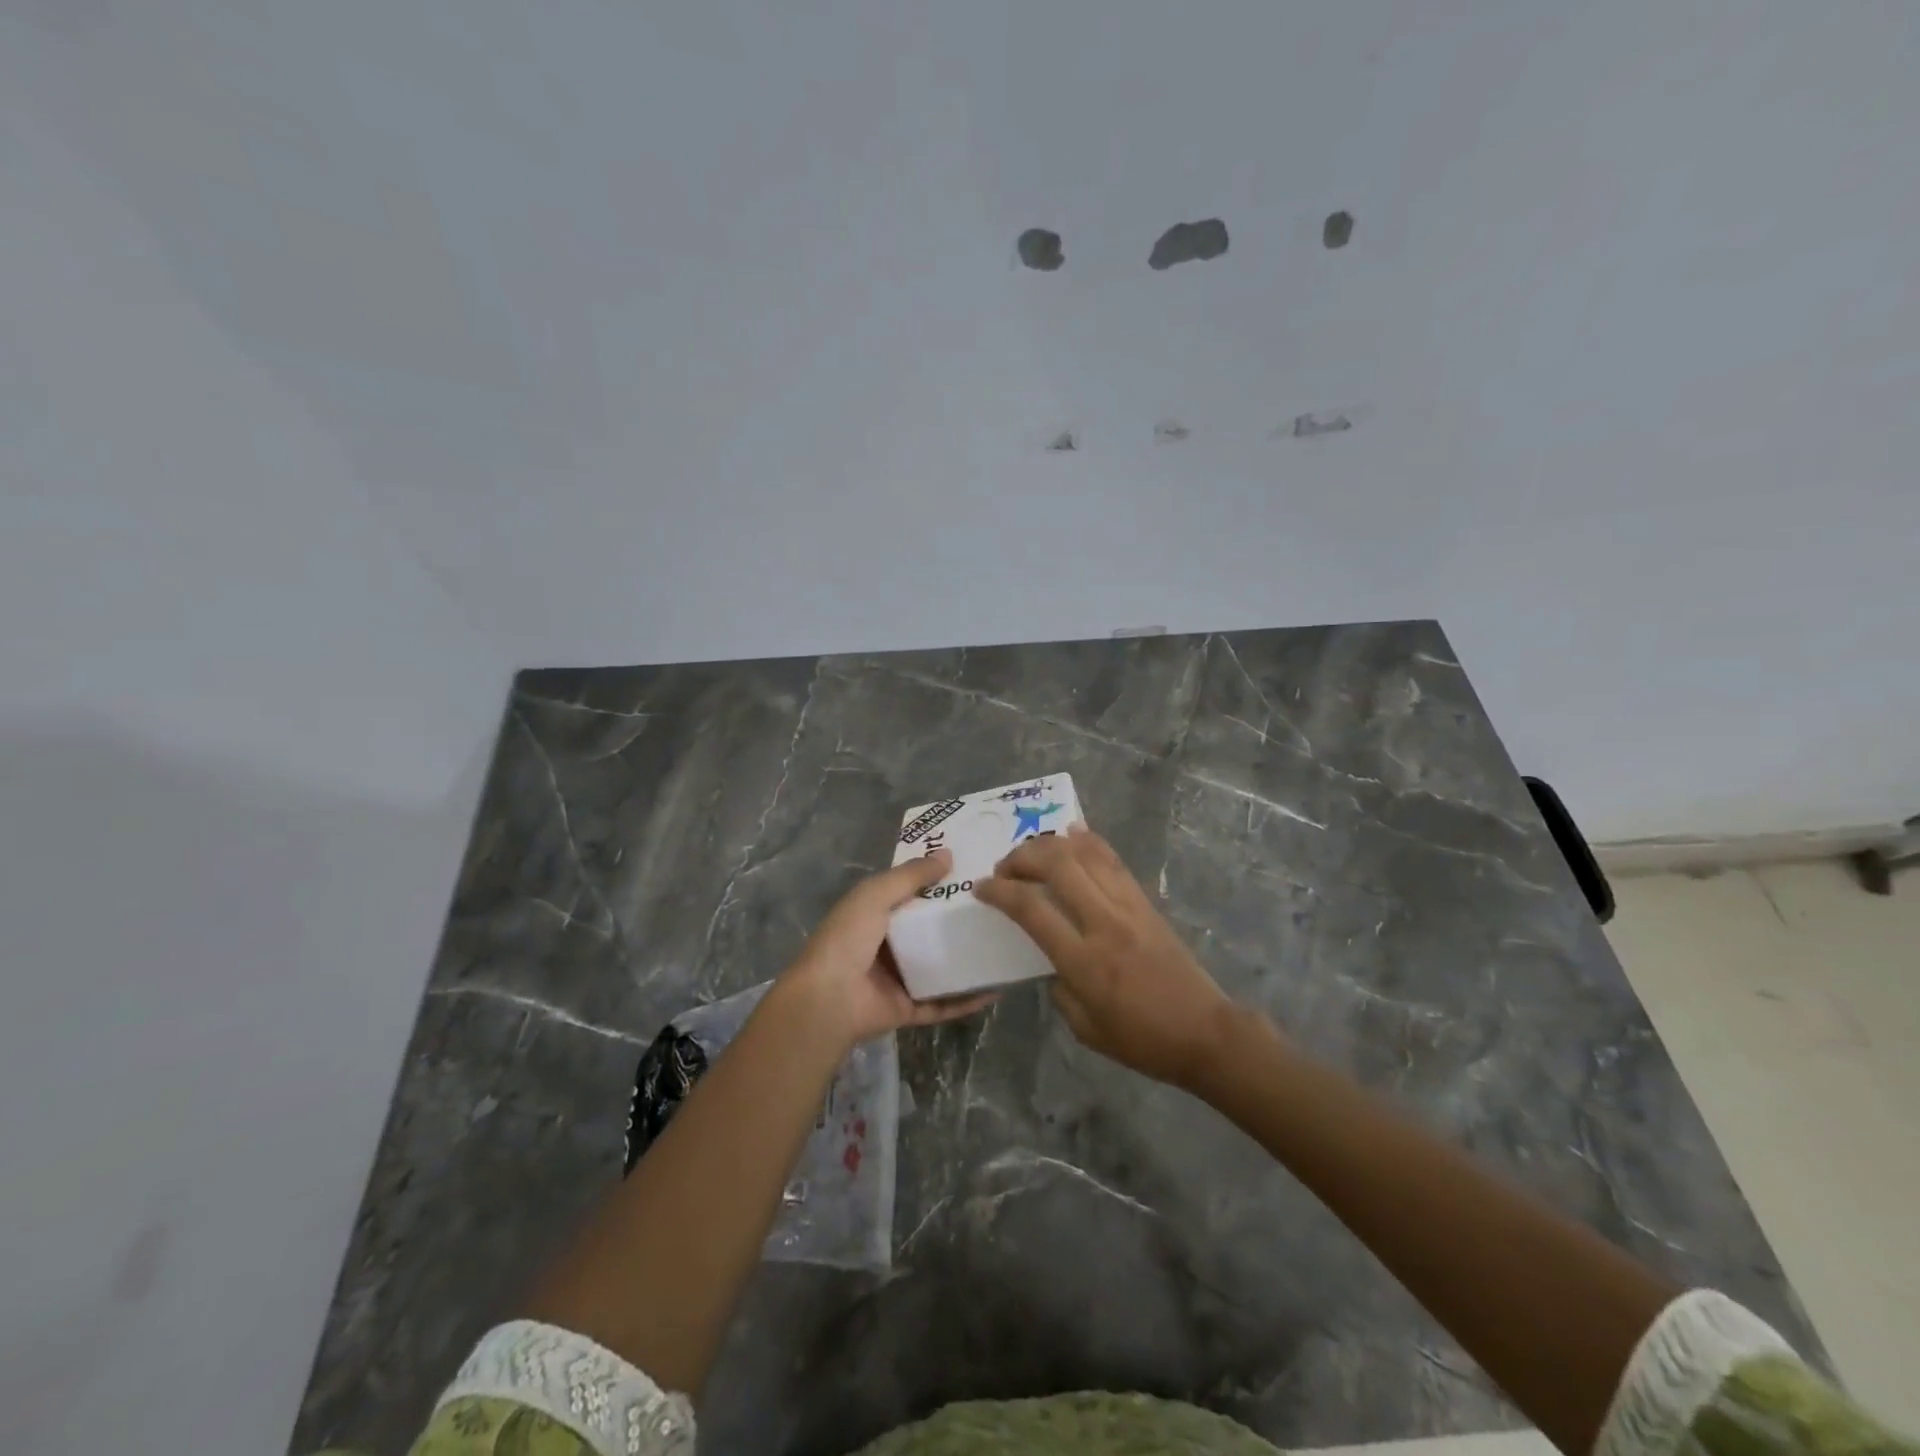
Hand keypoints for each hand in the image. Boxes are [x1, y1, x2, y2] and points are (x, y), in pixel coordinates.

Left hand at [779, 850, 999, 1048]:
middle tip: (999, 908)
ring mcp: (899, 979)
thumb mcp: (876, 894)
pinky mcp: (909, 1008)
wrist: (829, 999)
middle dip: (959, 920)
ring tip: (1004, 947)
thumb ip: (911, 875)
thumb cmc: (848, 938)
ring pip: (941, 967)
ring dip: (968, 960)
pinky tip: (997, 989)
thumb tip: (948, 854)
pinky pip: (944, 1003)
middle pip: (930, 930)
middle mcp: (887, 944)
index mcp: (874, 913)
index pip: (911, 893)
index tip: (973, 872)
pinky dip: (968, 998)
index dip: (938, 882)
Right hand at [975, 827, 1236, 1087]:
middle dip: (1023, 857)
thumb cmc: (1142, 1040)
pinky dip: (1088, 841)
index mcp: (1084, 961)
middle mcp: (1104, 922)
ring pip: (1086, 854)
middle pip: (1058, 866)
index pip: (1032, 910)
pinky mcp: (1145, 901)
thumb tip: (1052, 961)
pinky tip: (1072, 833)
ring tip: (1032, 851)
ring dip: (1051, 844)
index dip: (1000, 892)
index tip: (981, 888)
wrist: (1204, 1032)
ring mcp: (1129, 906)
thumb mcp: (1085, 1028)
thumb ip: (1059, 988)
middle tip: (1005, 867)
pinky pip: (1113, 860)